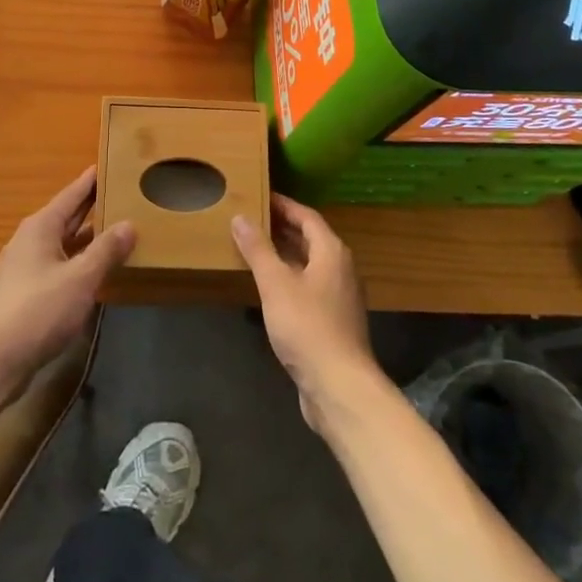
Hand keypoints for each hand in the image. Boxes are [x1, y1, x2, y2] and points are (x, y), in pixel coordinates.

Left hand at [0, 167, 132, 383]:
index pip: (71, 194)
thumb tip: (129, 224)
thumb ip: (106, 250)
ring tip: (117, 230)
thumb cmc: (38, 310)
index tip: (108, 164)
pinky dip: (78, 261)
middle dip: (91, 207)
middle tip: (121, 193)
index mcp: (41, 227)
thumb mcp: (80, 278)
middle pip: (66, 216)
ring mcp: (25, 267)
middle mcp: (30, 240)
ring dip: (87, 237)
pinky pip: (58, 265)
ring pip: (62, 243)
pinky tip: (95, 270)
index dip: (90, 181)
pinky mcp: (25, 293)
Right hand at [231, 194, 377, 430]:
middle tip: (251, 220)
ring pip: (309, 264)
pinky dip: (289, 278)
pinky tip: (269, 288)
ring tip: (254, 248)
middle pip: (310, 238)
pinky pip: (309, 286)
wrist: (339, 385)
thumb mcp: (275, 283)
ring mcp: (340, 296)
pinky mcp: (334, 320)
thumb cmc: (307, 326)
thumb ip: (258, 249)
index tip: (259, 196)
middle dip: (282, 228)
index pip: (306, 216)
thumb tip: (241, 217)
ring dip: (284, 254)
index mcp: (331, 251)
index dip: (283, 205)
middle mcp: (340, 268)